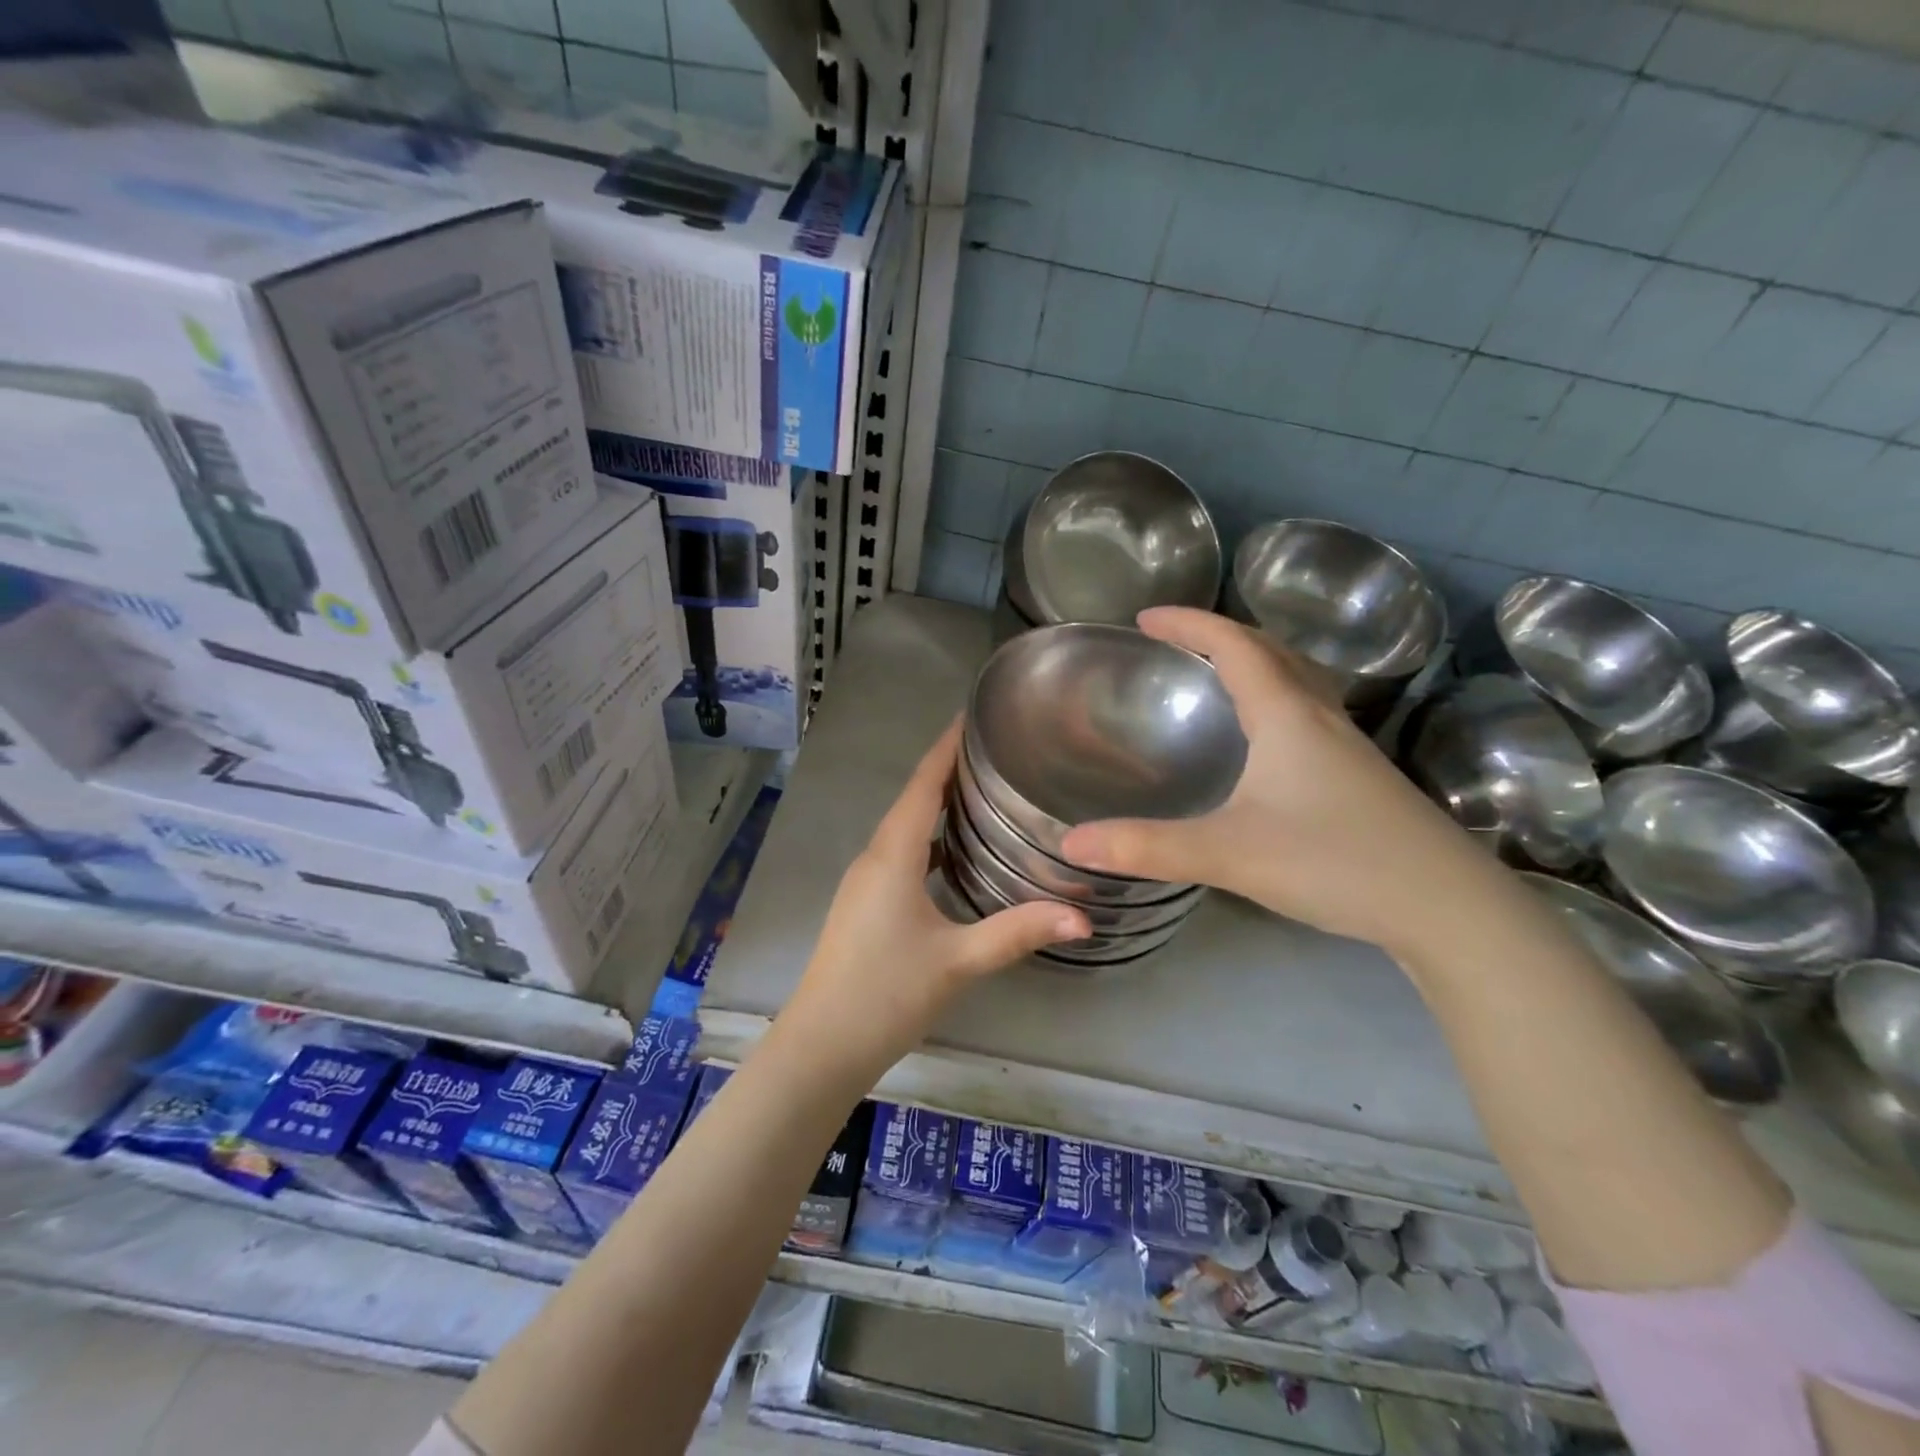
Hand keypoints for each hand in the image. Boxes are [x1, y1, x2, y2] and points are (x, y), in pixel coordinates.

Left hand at [781, 722, 1089, 1072]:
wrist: (822, 1045)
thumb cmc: (886, 993)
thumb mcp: (958, 960)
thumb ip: (1019, 933)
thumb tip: (1083, 918)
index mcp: (893, 854)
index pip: (923, 783)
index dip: (947, 746)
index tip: (974, 714)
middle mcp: (875, 856)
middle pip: (914, 798)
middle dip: (950, 769)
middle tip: (998, 751)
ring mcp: (866, 881)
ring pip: (906, 827)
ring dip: (939, 805)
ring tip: (986, 792)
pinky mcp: (866, 903)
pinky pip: (902, 853)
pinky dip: (930, 839)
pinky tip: (957, 853)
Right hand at [1059, 608, 1496, 954]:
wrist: (1448, 907)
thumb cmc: (1336, 862)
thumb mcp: (1229, 854)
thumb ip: (1147, 847)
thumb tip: (1070, 844)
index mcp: (1287, 714)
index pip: (1232, 645)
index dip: (1187, 624)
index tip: (1145, 618)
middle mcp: (1320, 717)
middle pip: (1269, 650)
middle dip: (1218, 635)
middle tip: (1175, 642)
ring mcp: (1348, 747)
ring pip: (1296, 681)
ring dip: (1253, 663)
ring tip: (1216, 677)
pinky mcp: (1361, 777)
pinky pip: (1307, 714)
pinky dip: (1274, 700)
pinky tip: (1265, 742)